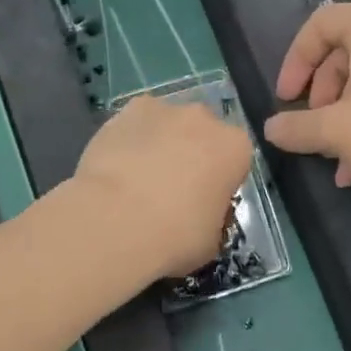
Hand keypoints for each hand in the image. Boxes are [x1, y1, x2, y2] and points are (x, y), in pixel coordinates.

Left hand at [71, 95, 253, 280]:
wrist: (115, 221)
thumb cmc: (175, 236)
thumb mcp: (211, 241)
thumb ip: (213, 217)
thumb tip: (200, 213)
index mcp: (235, 148)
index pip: (235, 160)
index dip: (220, 182)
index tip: (205, 202)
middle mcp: (204, 118)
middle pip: (202, 134)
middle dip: (191, 154)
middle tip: (171, 190)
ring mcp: (163, 109)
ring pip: (167, 125)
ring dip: (159, 144)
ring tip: (136, 181)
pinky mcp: (126, 110)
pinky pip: (135, 125)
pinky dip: (129, 141)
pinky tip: (115, 169)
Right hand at [263, 2, 350, 201]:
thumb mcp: (338, 131)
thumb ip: (298, 127)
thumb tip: (270, 130)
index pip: (320, 25)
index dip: (295, 62)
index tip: (286, 99)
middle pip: (348, 53)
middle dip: (324, 97)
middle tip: (315, 130)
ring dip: (349, 116)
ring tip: (339, 160)